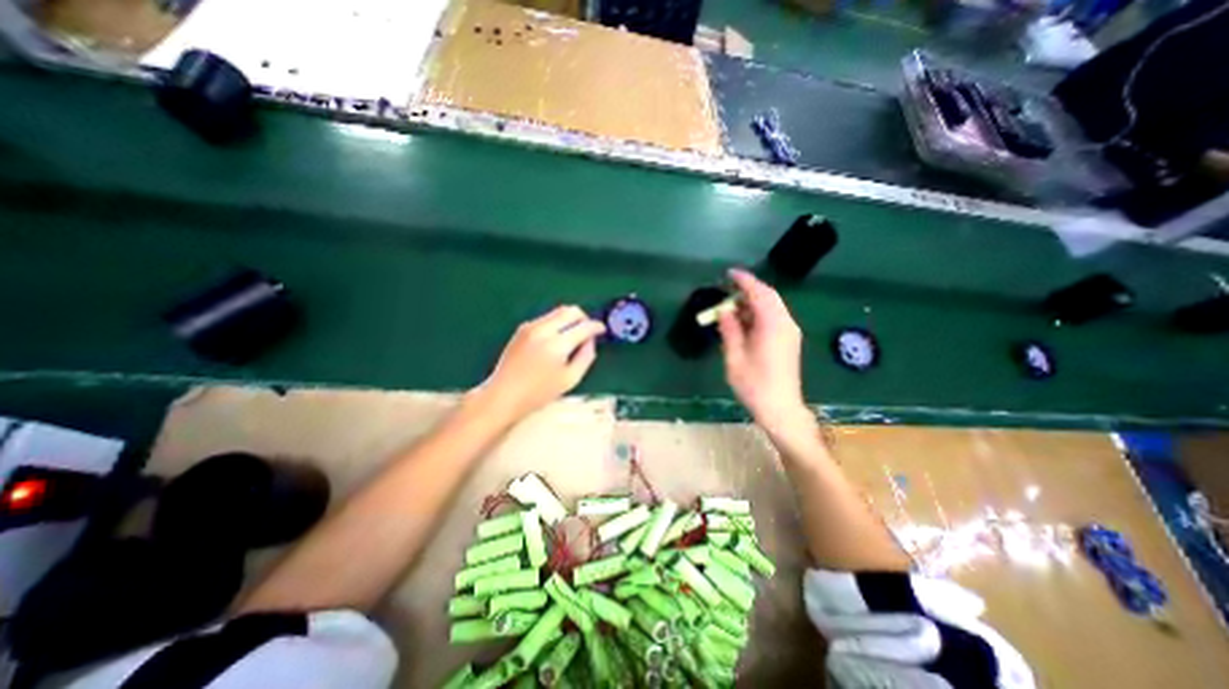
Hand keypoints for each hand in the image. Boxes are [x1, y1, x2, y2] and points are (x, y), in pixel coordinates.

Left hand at [478, 303, 606, 420]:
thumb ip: (586, 357)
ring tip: (573, 336)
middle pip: (570, 311)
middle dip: (583, 317)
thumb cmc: (539, 393)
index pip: (584, 326)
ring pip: (558, 312)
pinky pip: (546, 318)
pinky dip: (556, 323)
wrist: (504, 394)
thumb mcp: (570, 379)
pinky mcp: (522, 328)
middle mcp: (544, 330)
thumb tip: (591, 341)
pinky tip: (555, 340)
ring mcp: (531, 327)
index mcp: (557, 345)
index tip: (602, 330)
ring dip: (570, 319)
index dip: (596, 327)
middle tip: (588, 330)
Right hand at [717, 269, 814, 429]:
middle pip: (769, 296)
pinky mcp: (789, 340)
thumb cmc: (754, 385)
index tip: (729, 273)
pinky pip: (774, 317)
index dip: (744, 281)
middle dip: (748, 289)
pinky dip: (759, 313)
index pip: (759, 293)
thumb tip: (724, 311)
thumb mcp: (735, 357)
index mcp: (772, 325)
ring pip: (772, 306)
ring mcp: (790, 332)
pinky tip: (744, 321)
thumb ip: (730, 330)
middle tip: (727, 289)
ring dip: (753, 301)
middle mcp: (785, 323)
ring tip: (731, 306)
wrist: (781, 409)